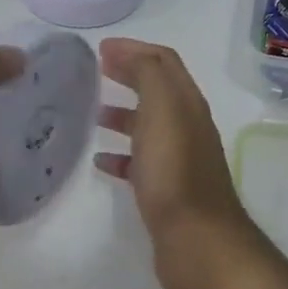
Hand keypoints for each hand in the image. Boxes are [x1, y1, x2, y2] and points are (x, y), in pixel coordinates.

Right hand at [94, 38, 260, 288]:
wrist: (197, 239)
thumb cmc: (175, 170)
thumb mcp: (162, 108)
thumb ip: (148, 73)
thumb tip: (124, 51)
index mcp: (187, 103)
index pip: (164, 62)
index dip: (134, 50)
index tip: (100, 49)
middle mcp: (187, 126)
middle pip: (157, 91)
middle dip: (128, 76)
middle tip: (94, 73)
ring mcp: (178, 160)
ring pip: (148, 126)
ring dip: (123, 115)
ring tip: (91, 114)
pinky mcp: (167, 191)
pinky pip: (141, 163)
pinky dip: (121, 155)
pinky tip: (99, 161)